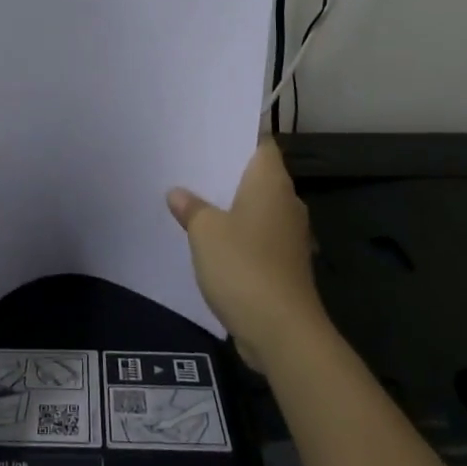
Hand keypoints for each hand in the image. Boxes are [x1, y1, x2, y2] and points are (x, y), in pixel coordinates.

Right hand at [167, 140, 326, 367]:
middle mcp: (286, 203)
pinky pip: (256, 235)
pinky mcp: (284, 264)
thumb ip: (191, 207)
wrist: (282, 332)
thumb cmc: (244, 266)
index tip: (208, 133)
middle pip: (256, 175)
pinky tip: (209, 239)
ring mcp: (288, 236)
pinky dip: (236, 233)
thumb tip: (178, 194)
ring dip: (230, 205)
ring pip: (255, 207)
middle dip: (226, 171)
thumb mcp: (205, 231)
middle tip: (189, 163)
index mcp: (271, 183)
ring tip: (192, 198)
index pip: (261, 144)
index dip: (237, 135)